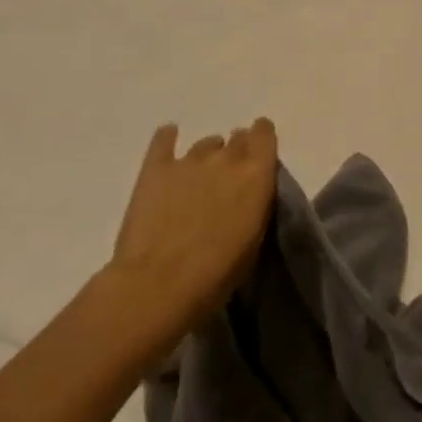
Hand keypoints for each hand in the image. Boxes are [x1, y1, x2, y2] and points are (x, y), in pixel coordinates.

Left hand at [108, 119, 278, 358]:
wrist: (159, 286)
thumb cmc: (216, 275)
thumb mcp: (254, 239)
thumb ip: (255, 203)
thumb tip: (248, 192)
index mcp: (256, 174)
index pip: (264, 134)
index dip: (261, 140)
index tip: (258, 153)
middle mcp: (226, 158)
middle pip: (237, 138)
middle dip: (236, 152)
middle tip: (228, 177)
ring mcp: (189, 160)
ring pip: (205, 143)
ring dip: (207, 156)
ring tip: (198, 179)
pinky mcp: (156, 168)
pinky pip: (163, 140)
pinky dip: (167, 139)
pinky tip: (168, 140)